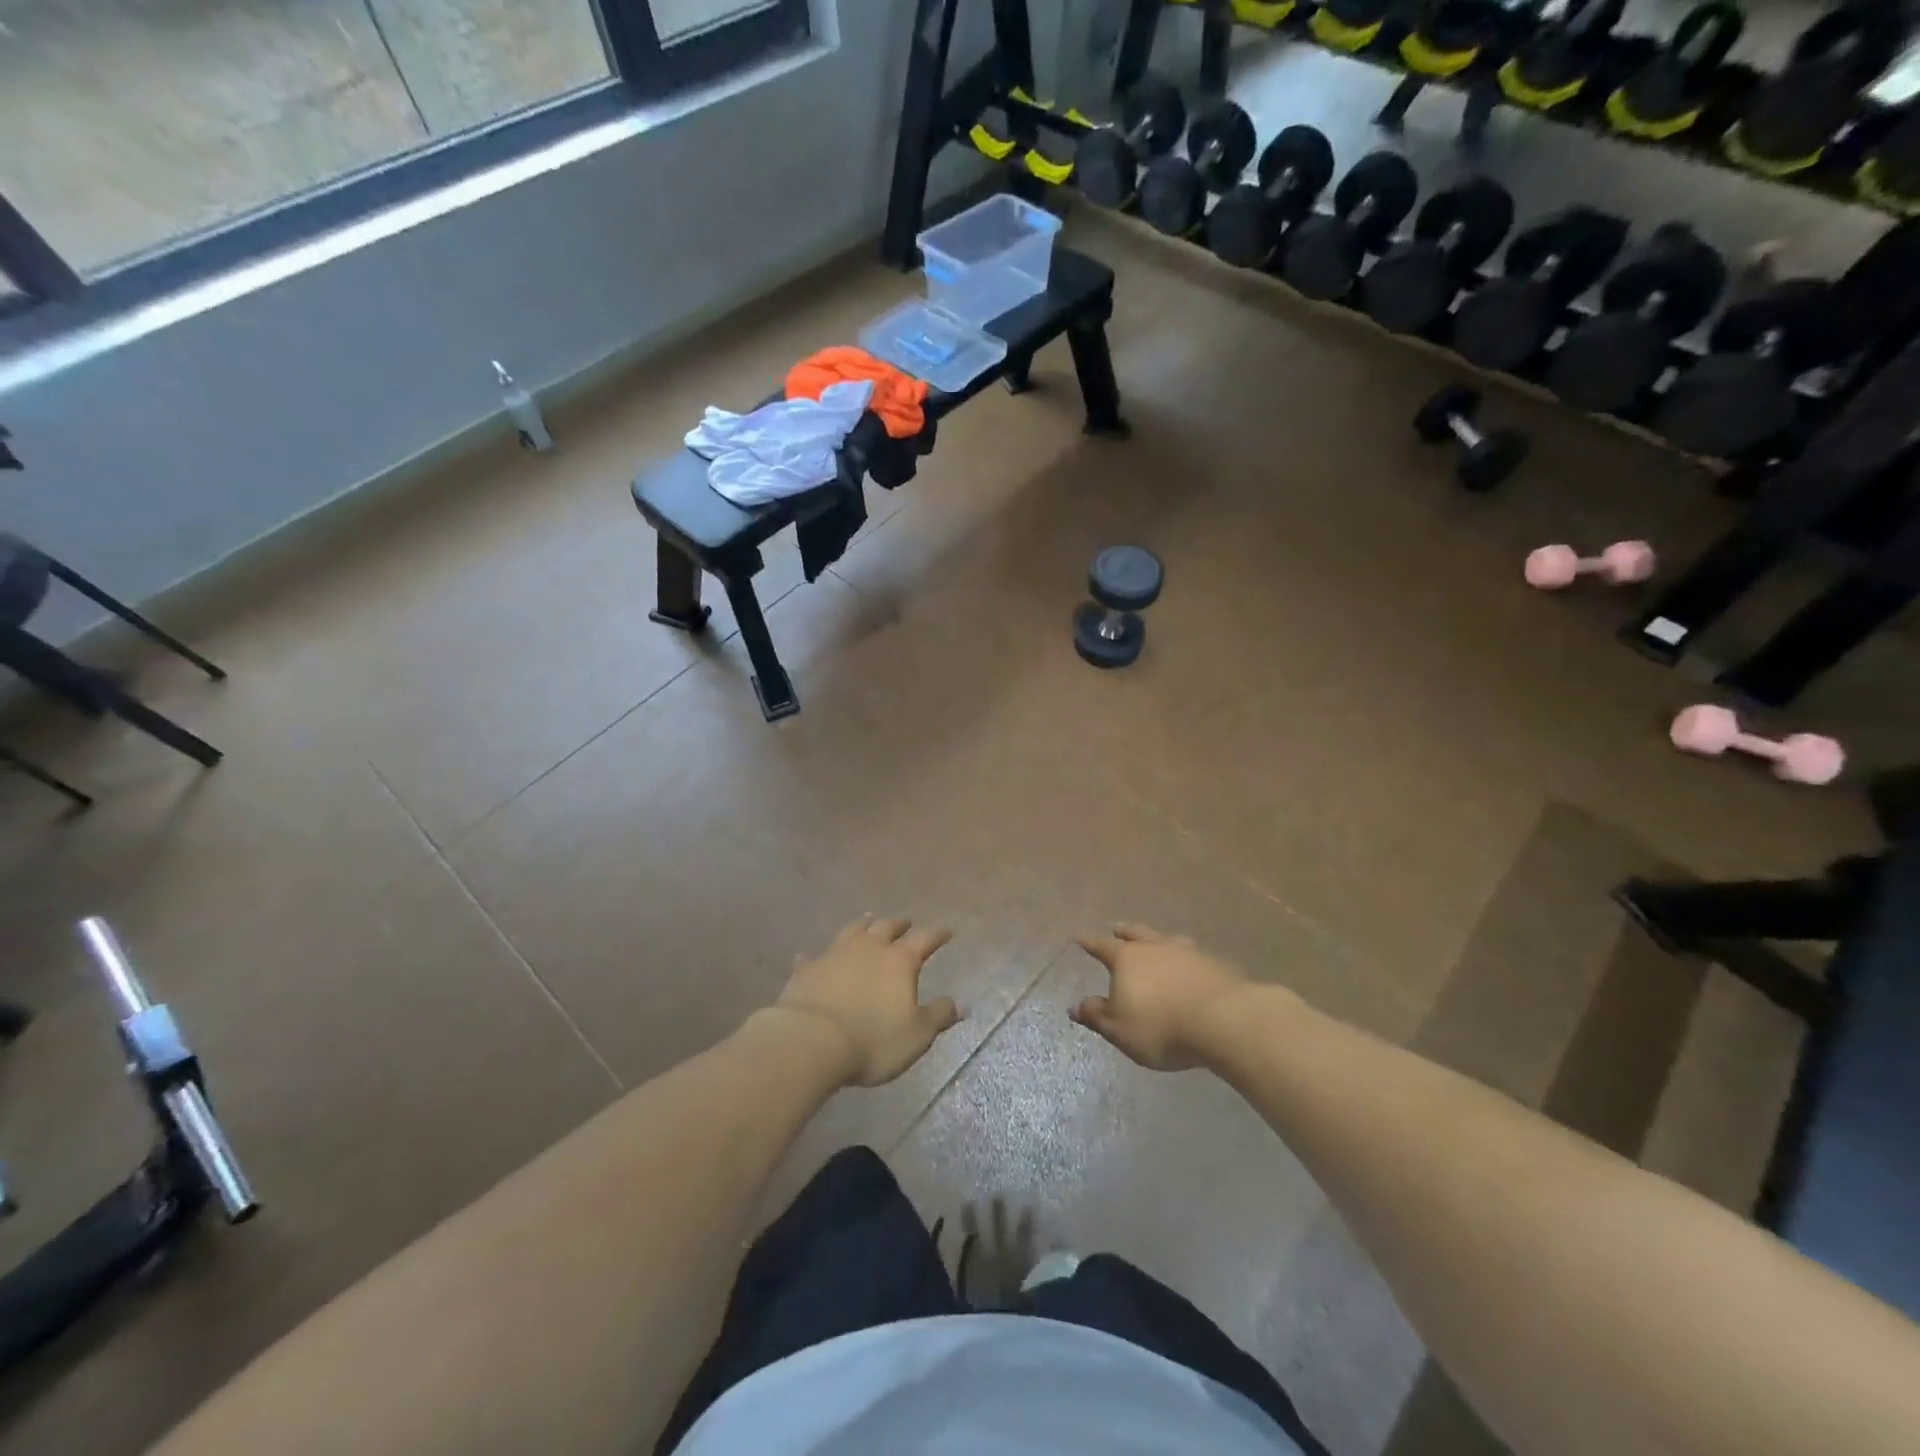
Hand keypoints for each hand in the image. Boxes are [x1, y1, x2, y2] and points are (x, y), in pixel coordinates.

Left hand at [776, 916, 960, 1086]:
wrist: (812, 1041)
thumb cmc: (873, 1040)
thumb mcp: (917, 1035)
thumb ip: (939, 1016)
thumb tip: (962, 1004)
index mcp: (900, 961)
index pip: (925, 939)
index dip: (937, 934)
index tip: (946, 930)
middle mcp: (869, 948)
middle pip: (886, 927)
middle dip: (899, 924)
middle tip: (905, 922)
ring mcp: (835, 954)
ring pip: (852, 930)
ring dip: (862, 925)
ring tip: (867, 921)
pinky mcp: (807, 969)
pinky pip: (813, 957)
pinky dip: (816, 956)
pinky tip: (810, 956)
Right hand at [1070, 923, 1260, 1070]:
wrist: (1222, 1021)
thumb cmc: (1160, 1026)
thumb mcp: (1120, 1029)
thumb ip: (1097, 1016)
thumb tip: (1074, 1006)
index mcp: (1127, 959)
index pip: (1101, 946)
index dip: (1089, 942)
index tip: (1078, 936)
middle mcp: (1155, 948)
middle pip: (1136, 933)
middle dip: (1124, 931)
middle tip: (1116, 927)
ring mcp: (1187, 952)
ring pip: (1166, 939)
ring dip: (1157, 939)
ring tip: (1156, 940)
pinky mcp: (1213, 964)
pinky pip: (1192, 954)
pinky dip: (1184, 957)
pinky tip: (1189, 963)